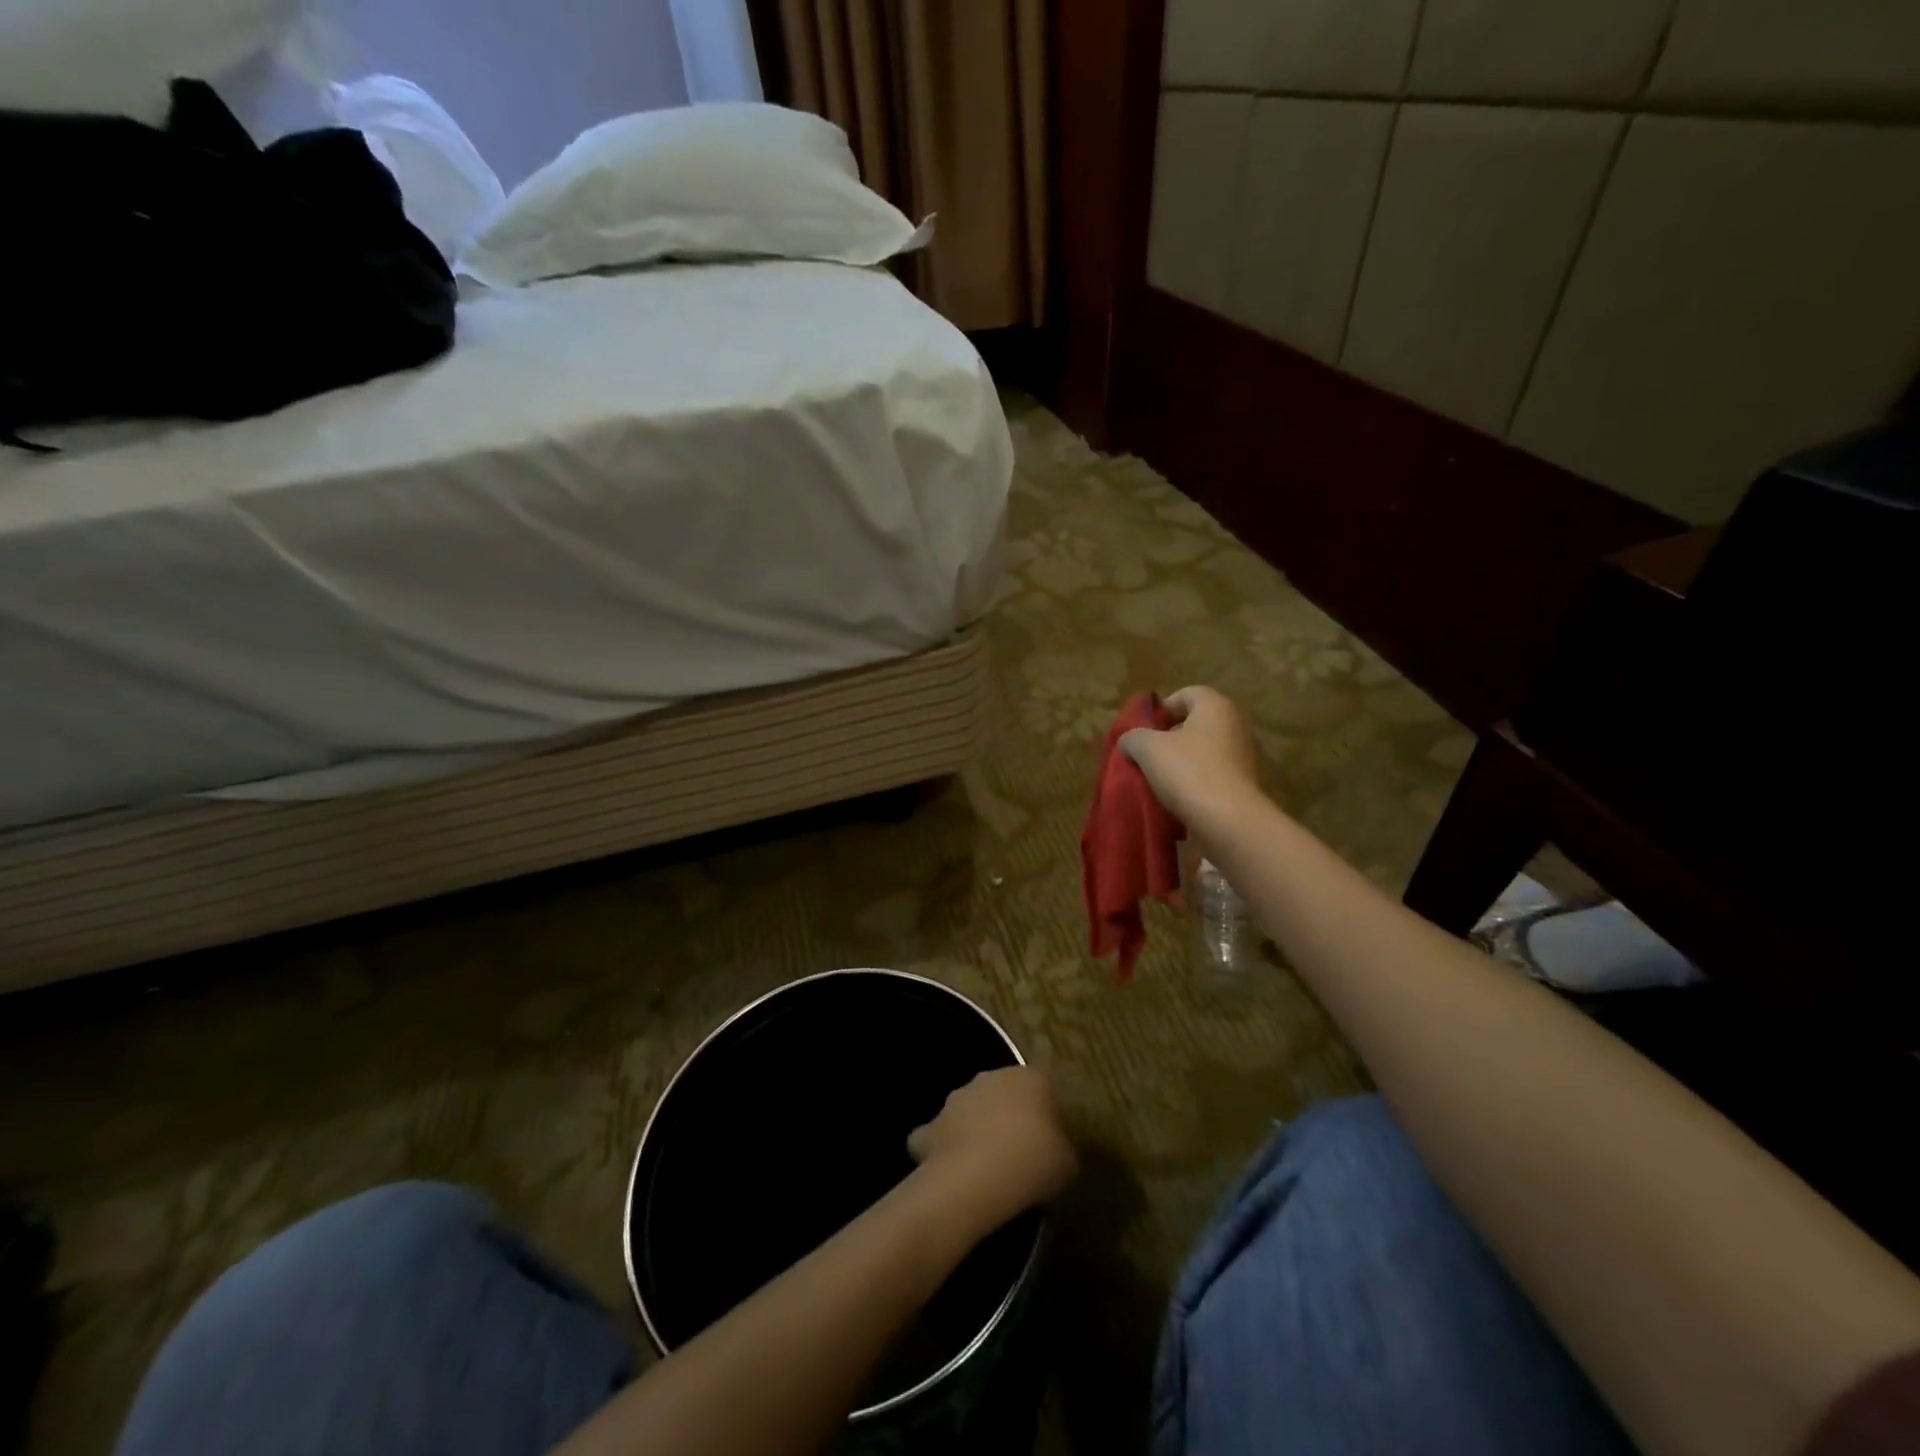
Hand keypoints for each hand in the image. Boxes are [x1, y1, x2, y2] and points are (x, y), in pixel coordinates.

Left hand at [908, 1067, 1076, 1226]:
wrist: (977, 1178)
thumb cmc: (1033, 1162)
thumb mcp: (1068, 1161)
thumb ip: (1060, 1146)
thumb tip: (1053, 1148)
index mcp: (1029, 1078)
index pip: (1041, 1090)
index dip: (1044, 1117)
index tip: (1047, 1146)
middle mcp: (990, 1077)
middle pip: (1001, 1095)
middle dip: (1006, 1117)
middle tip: (1016, 1155)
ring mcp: (957, 1099)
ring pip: (969, 1111)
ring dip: (974, 1130)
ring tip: (985, 1168)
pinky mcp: (931, 1125)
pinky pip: (938, 1136)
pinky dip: (942, 1150)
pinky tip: (951, 1173)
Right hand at [1118, 686, 1260, 831]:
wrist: (1228, 820)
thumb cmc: (1188, 772)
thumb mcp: (1148, 749)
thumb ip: (1133, 737)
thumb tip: (1129, 741)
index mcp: (1215, 706)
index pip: (1185, 694)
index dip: (1161, 709)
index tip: (1143, 730)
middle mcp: (1234, 724)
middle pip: (1194, 723)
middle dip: (1167, 737)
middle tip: (1146, 754)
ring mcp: (1242, 755)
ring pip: (1201, 750)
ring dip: (1179, 761)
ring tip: (1156, 779)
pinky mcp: (1242, 782)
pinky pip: (1210, 773)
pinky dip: (1193, 780)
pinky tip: (1176, 797)